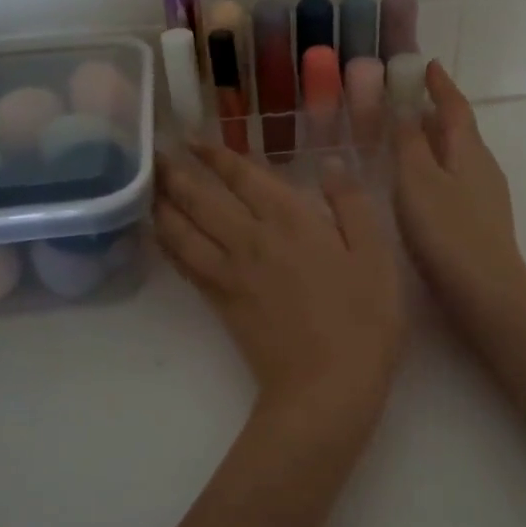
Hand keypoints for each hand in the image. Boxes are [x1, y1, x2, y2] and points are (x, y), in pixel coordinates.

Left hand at [155, 145, 406, 416]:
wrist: (326, 386)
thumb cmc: (363, 318)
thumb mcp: (375, 255)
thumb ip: (351, 205)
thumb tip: (331, 165)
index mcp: (291, 220)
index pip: (244, 177)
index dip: (217, 156)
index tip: (196, 140)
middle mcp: (251, 238)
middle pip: (202, 198)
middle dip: (178, 172)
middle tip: (158, 152)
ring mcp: (230, 271)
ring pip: (184, 229)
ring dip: (164, 204)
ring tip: (149, 185)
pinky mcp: (220, 302)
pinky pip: (184, 264)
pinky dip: (168, 244)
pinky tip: (160, 234)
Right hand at [392, 62, 525, 325]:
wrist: (486, 293)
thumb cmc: (447, 231)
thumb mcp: (417, 181)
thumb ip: (409, 142)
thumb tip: (405, 107)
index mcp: (469, 150)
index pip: (455, 106)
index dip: (439, 84)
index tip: (426, 64)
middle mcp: (483, 167)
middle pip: (460, 129)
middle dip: (437, 111)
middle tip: (407, 99)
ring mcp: (486, 196)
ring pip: (458, 156)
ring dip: (436, 141)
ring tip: (408, 139)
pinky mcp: (481, 222)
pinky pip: (456, 180)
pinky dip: (437, 169)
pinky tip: (421, 186)